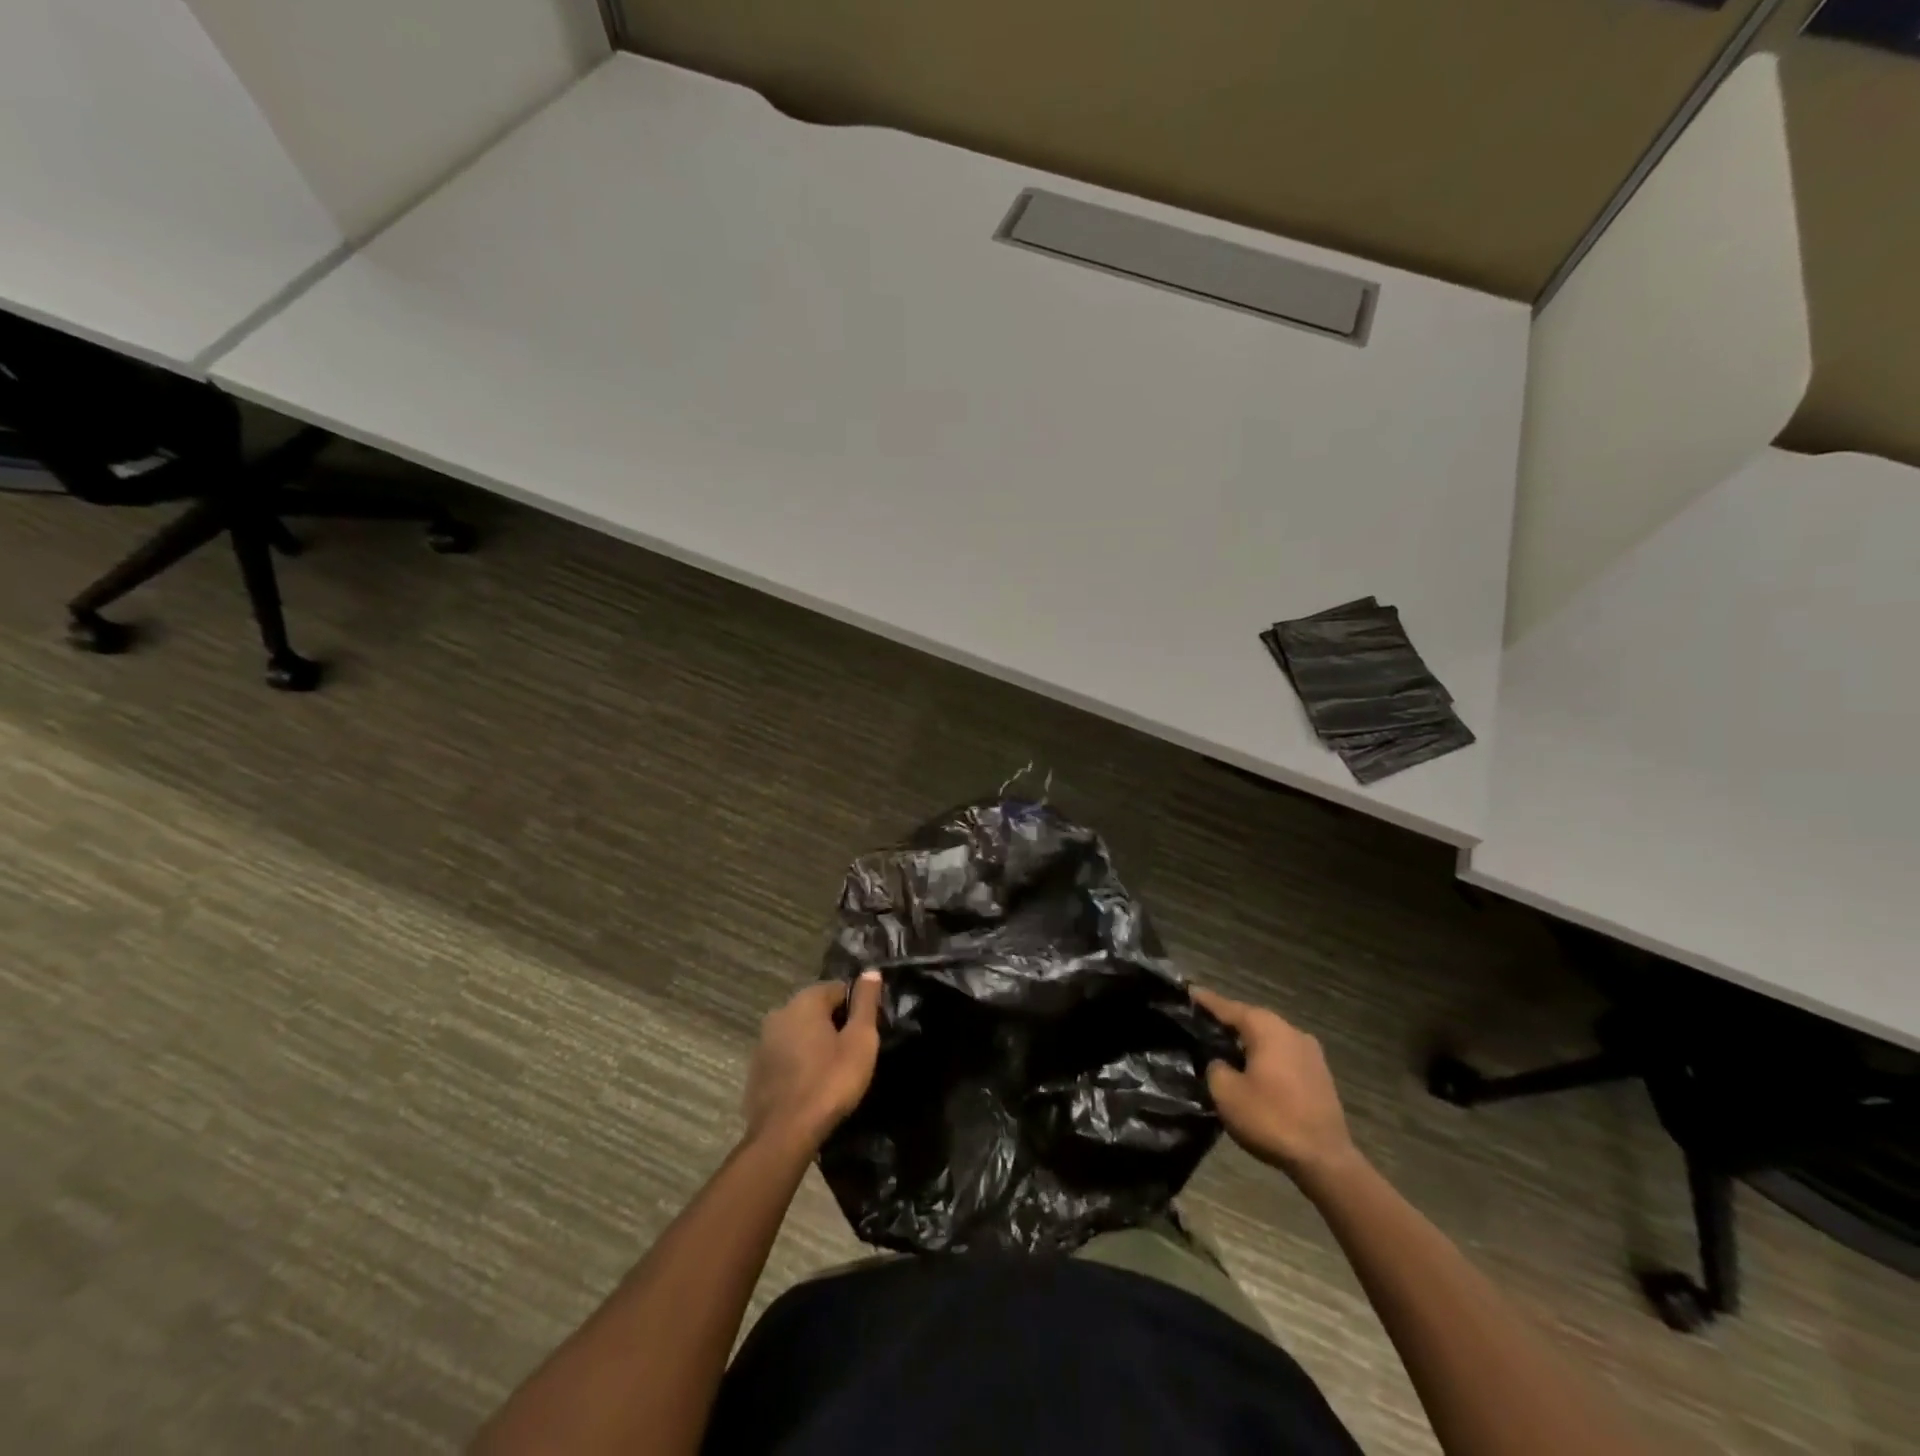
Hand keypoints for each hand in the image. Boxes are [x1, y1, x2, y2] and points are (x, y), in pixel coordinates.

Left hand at [743, 972, 883, 1151]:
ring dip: (816, 1043)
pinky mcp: (756, 1067)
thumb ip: (866, 1003)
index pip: (839, 989)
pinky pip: (786, 1054)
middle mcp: (780, 1012)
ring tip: (833, 1071)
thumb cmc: (829, 1082)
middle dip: (836, 1025)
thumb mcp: (860, 1041)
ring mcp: (763, 1040)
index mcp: (804, 1000)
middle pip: (818, 1009)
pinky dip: (799, 1061)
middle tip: (853, 1054)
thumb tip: (871, 971)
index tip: (866, 1034)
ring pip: (800, 1032)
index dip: (857, 1009)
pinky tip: (811, 1084)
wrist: (784, 1135)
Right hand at [1192, 987, 1358, 1185]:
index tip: (1188, 991)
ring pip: (1269, 1037)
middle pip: (1251, 1019)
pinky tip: (1253, 1070)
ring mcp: (1310, 1052)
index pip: (1228, 1007)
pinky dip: (1265, 1057)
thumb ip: (1215, 1067)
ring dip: (1248, 1041)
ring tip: (1226, 1048)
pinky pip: (1283, 1055)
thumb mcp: (1226, 1093)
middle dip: (1228, 1022)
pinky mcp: (1319, 1073)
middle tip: (1203, 1024)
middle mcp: (1290, 1030)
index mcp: (1266, 1027)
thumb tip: (1221, 1063)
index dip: (1205, 1001)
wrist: (1325, 1160)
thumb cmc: (1271, 1119)